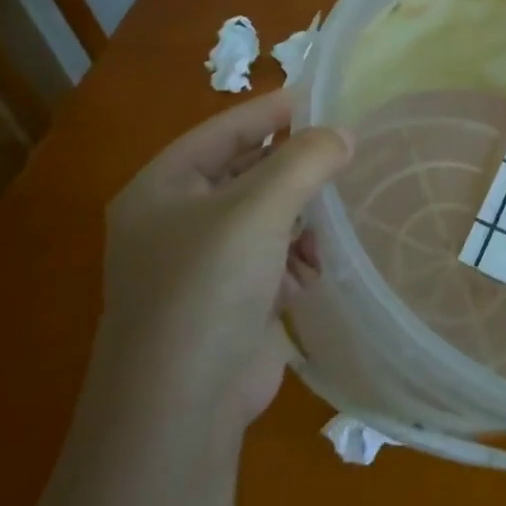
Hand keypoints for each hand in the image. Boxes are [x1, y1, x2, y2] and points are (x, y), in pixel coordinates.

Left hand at [100, 89, 351, 428]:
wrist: (182, 407)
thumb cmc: (208, 288)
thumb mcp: (258, 210)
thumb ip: (304, 161)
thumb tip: (343, 135)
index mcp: (162, 189)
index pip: (223, 130)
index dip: (272, 112)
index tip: (323, 99)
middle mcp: (176, 221)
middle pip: (248, 173)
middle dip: (294, 172)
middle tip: (343, 159)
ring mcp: (202, 264)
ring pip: (267, 217)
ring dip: (301, 221)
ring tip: (325, 231)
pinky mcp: (230, 300)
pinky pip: (273, 257)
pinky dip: (296, 260)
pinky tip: (309, 276)